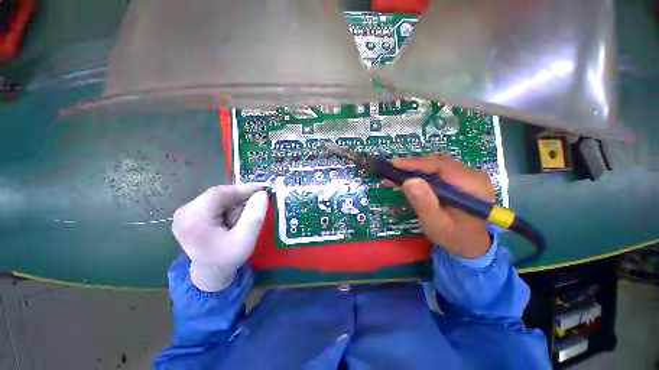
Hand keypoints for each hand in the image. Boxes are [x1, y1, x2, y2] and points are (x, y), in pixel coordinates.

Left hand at [171, 184, 268, 290]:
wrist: (210, 273)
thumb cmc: (228, 258)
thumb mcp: (246, 239)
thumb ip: (255, 215)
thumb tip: (262, 193)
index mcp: (193, 218)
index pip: (220, 193)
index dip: (243, 189)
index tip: (262, 190)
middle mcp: (184, 212)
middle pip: (218, 195)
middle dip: (239, 201)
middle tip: (254, 209)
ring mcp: (184, 213)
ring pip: (217, 198)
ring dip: (234, 205)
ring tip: (240, 221)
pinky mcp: (189, 215)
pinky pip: (213, 203)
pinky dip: (227, 208)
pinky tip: (232, 221)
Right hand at [391, 154, 494, 258]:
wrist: (469, 242)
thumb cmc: (453, 236)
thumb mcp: (435, 224)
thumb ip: (424, 204)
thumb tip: (408, 181)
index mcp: (473, 186)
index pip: (441, 166)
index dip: (415, 164)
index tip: (393, 164)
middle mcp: (473, 175)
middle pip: (437, 162)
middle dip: (412, 167)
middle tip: (391, 173)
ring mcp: (467, 174)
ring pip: (435, 164)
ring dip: (414, 169)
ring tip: (396, 177)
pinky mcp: (460, 177)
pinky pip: (437, 169)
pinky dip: (419, 173)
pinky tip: (407, 179)